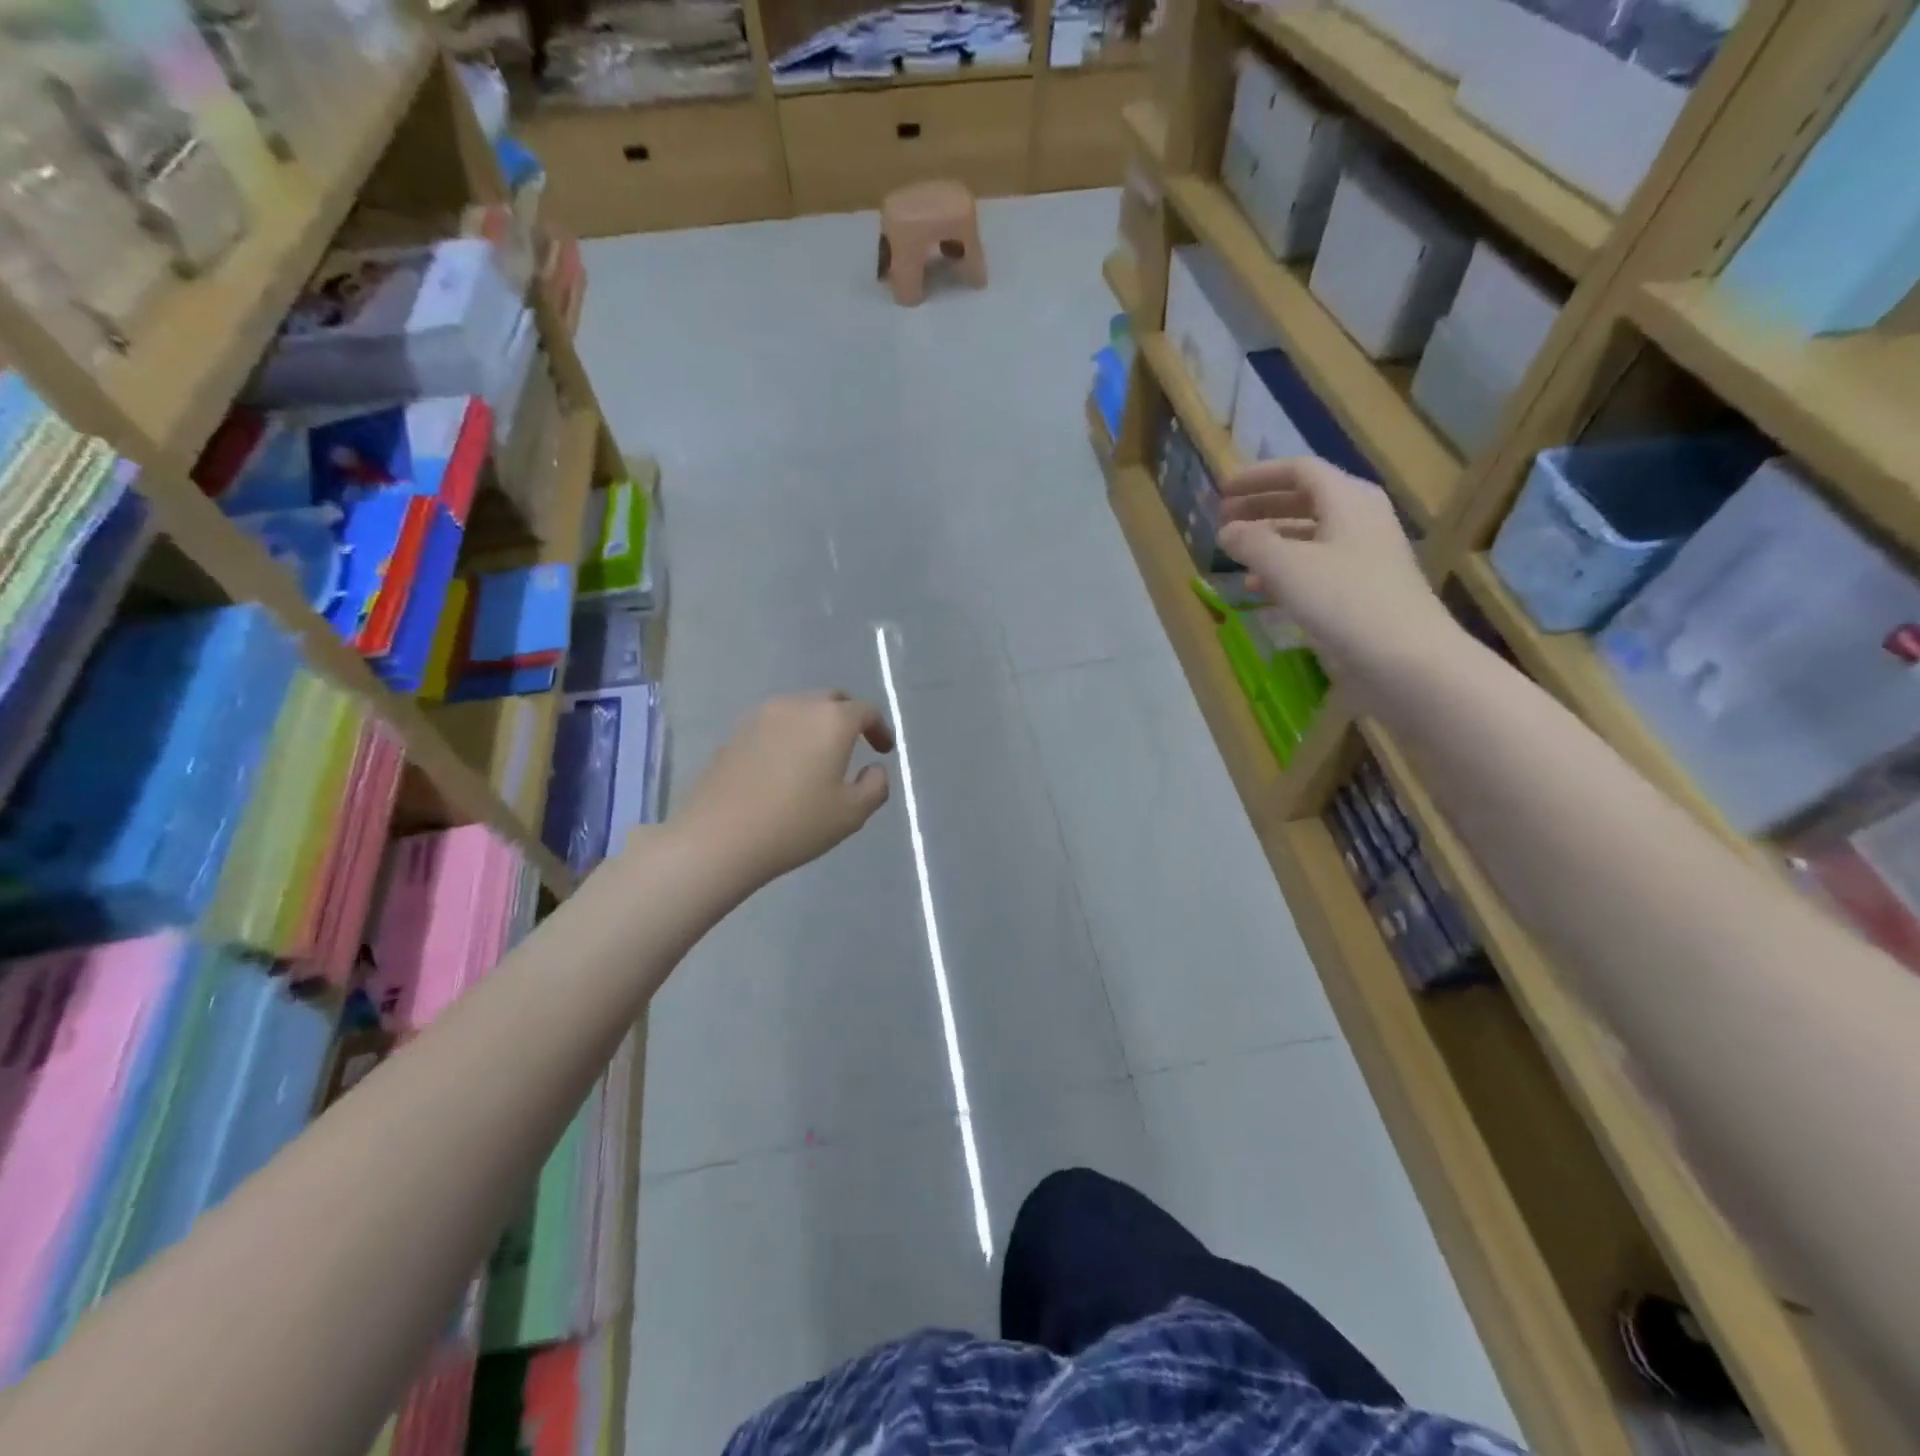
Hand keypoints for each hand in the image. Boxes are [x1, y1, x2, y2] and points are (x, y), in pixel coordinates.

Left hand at [674, 692, 894, 891]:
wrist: (719, 837)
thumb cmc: (795, 824)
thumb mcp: (852, 814)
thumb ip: (875, 786)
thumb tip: (874, 769)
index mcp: (831, 720)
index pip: (865, 711)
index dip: (880, 728)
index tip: (883, 750)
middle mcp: (797, 706)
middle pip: (831, 700)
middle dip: (848, 717)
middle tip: (855, 744)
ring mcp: (761, 716)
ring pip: (799, 709)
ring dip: (816, 725)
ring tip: (818, 755)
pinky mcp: (735, 733)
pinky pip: (773, 725)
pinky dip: (788, 736)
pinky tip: (785, 766)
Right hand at [1216, 458, 1456, 684]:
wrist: (1404, 659)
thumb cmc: (1343, 601)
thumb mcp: (1286, 567)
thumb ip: (1251, 543)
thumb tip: (1226, 531)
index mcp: (1348, 499)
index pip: (1298, 470)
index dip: (1257, 477)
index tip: (1222, 492)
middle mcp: (1360, 519)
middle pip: (1304, 500)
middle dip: (1261, 507)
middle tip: (1224, 520)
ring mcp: (1364, 556)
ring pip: (1309, 535)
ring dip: (1270, 540)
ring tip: (1236, 555)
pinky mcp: (1362, 589)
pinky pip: (1316, 566)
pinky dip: (1284, 570)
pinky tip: (1260, 589)